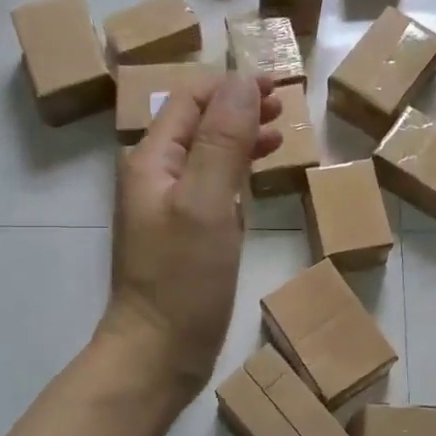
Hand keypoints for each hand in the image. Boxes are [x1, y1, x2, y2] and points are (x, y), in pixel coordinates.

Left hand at [101, 73, 279, 404]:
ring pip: (206, 155)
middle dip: (239, 109)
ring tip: (279, 136)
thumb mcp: (206, 203)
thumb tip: (242, 83)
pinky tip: (255, 180)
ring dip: (240, 139)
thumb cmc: (182, 278)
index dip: (232, 86)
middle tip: (284, 108)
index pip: (191, 100)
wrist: (158, 352)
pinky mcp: (184, 234)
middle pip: (198, 124)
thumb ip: (222, 141)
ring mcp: (168, 207)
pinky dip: (235, 174)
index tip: (278, 86)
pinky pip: (210, 188)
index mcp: (152, 160)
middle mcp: (155, 176)